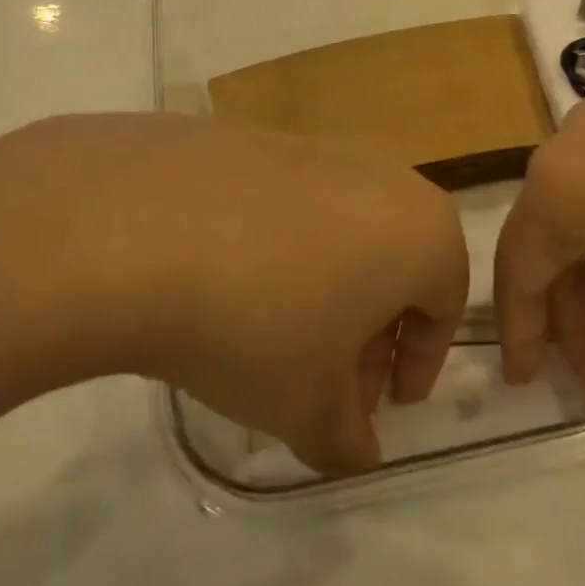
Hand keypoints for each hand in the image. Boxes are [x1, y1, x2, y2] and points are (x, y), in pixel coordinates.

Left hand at [0, 114, 467, 474]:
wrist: (139, 227)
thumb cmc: (257, 323)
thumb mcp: (307, 407)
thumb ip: (346, 439)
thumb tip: (356, 448)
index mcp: (420, 229)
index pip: (445, 303)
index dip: (418, 362)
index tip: (382, 403)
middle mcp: (381, 174)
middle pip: (395, 260)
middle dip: (371, 327)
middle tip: (326, 379)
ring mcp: (316, 146)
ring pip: (343, 227)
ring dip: (325, 285)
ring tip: (270, 335)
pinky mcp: (256, 136)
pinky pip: (289, 201)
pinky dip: (278, 245)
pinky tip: (225, 281)